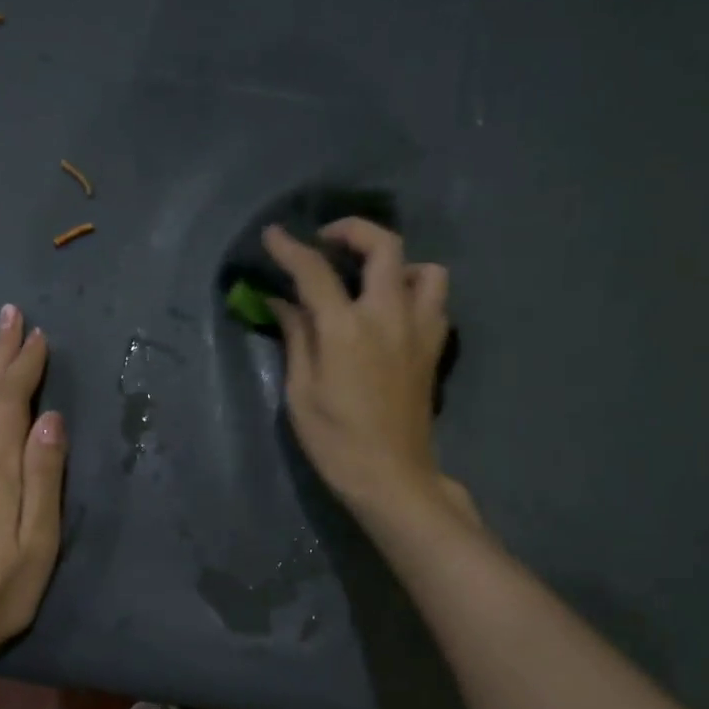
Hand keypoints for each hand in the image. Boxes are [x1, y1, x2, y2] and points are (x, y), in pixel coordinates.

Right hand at [263, 219, 471, 522]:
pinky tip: (392, 313)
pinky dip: (416, 292)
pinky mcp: (434, 348)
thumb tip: (282, 301)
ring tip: (371, 280)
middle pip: (384, 246)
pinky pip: (435, 301)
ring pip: (425, 269)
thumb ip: (296, 337)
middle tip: (328, 242)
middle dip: (353, 231)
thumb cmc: (336, 441)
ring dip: (397, 263)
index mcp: (347, 329)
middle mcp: (389, 316)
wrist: (392, 477)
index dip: (290, 248)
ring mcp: (419, 330)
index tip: (273, 235)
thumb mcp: (301, 392)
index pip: (315, 271)